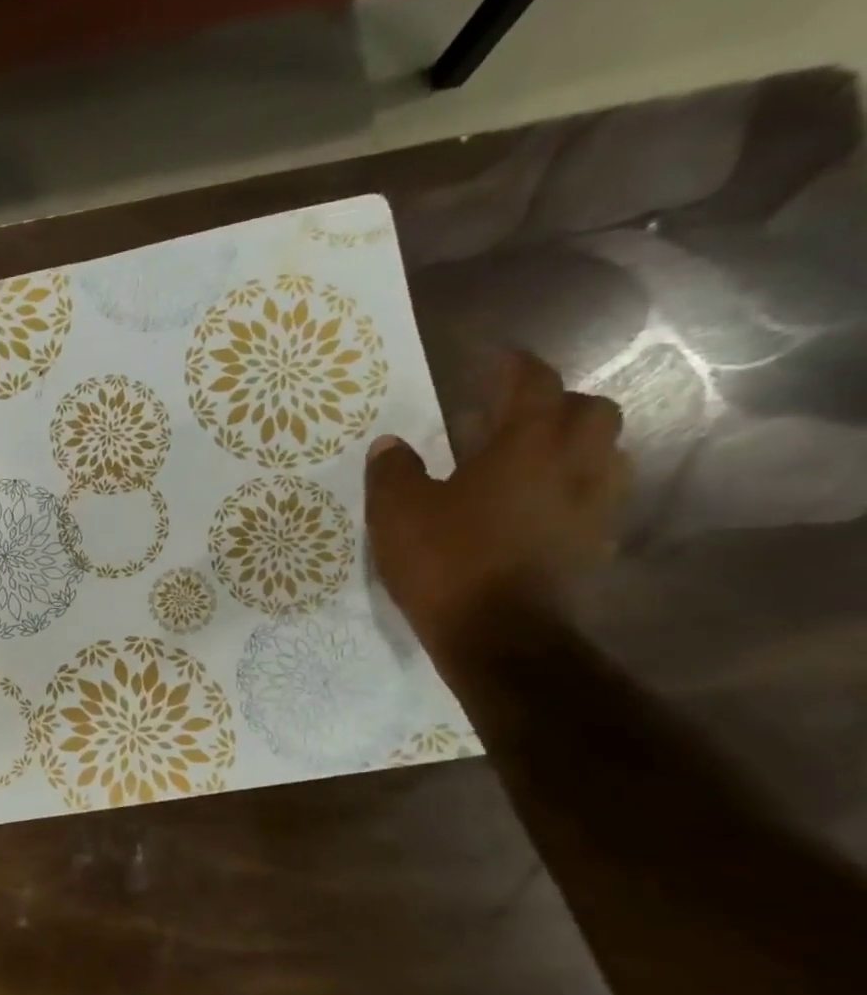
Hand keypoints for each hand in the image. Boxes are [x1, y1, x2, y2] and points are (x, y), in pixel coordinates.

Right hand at [365, 351, 629, 657]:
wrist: (500, 636)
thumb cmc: (447, 562)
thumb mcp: (398, 513)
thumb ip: (393, 471)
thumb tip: (391, 444)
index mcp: (527, 445)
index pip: (533, 383)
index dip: (513, 365)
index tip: (492, 357)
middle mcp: (575, 463)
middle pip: (588, 410)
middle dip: (554, 403)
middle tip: (510, 416)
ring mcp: (593, 505)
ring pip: (601, 452)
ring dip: (570, 445)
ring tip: (527, 460)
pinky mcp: (594, 543)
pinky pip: (594, 496)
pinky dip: (570, 488)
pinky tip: (536, 507)